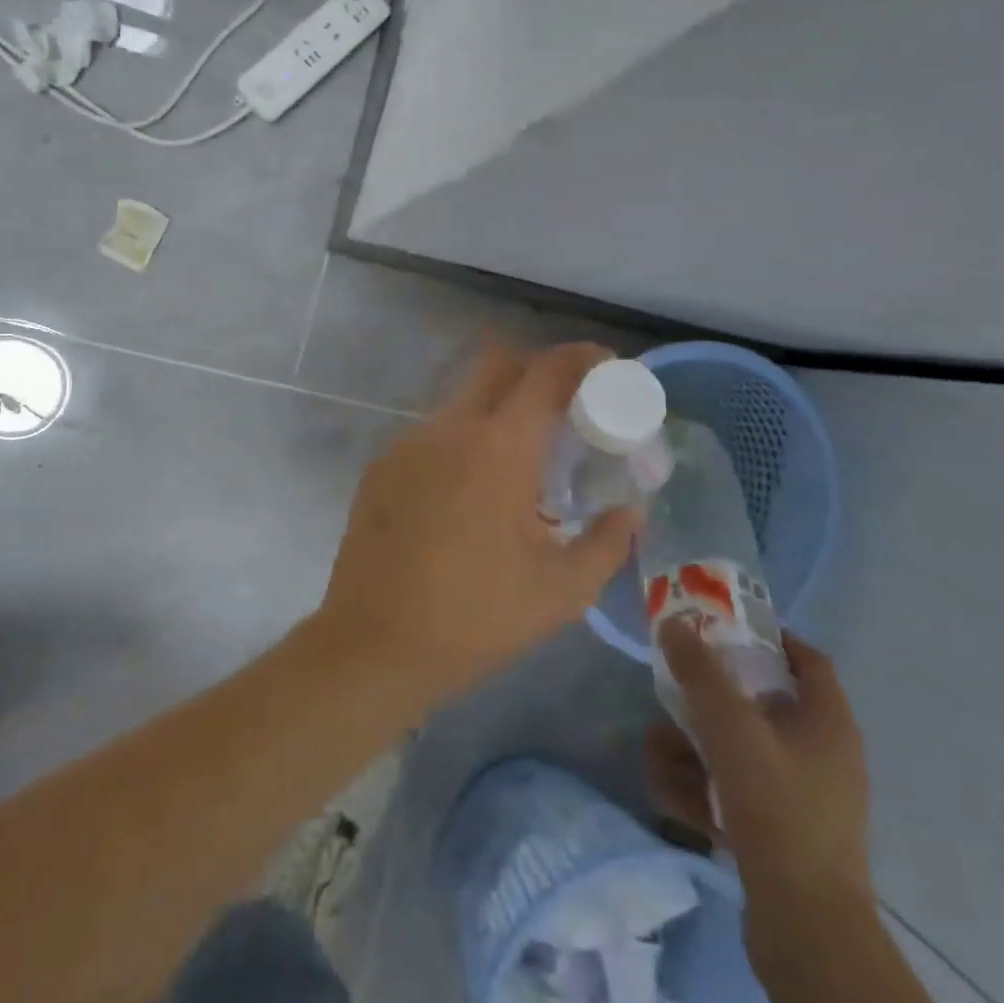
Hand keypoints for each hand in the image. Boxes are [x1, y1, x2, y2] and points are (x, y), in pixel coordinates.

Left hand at [313, 344, 642, 703]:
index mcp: (499, 448)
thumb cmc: (475, 618)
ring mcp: (408, 442)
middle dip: (537, 367)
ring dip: (497, 409)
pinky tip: (469, 492)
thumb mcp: (561, 592)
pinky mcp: (381, 464)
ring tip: (520, 460)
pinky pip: (433, 434)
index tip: (605, 364)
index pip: (545, 373)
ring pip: (462, 399)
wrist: (373, 646)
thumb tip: (630, 512)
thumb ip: (607, 543)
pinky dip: (463, 441)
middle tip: (566, 403)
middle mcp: (449, 428)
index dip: (580, 357)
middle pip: (497, 363)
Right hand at [647, 624, 874, 958]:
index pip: (806, 659)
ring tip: (653, 749)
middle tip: (670, 688)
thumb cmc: (777, 808)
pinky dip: (702, 789)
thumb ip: (700, 672)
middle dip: (707, 698)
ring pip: (739, 753)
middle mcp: (820, 756)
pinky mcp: (782, 837)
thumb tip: (674, 623)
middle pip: (759, 705)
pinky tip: (665, 791)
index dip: (767, 636)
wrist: (806, 930)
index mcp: (827, 723)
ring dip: (692, 747)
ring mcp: (802, 800)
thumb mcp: (731, 728)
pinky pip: (736, 795)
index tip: (720, 625)